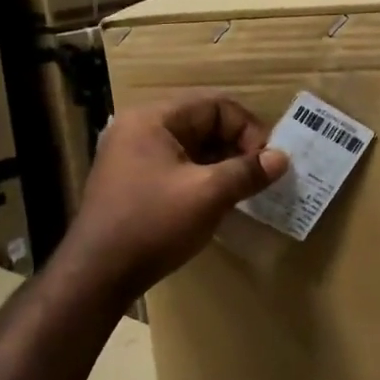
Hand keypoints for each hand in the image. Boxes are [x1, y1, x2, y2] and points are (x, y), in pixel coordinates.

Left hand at [63, 93, 287, 299]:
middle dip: (236, 147)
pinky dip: (201, 178)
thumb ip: (247, 172)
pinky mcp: (131, 182)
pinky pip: (176, 168)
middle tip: (260, 177)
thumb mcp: (207, 195)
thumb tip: (281, 158)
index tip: (267, 162)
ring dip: (221, 165)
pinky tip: (218, 202)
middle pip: (202, 123)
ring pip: (190, 148)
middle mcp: (139, 129)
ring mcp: (131, 156)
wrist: (97, 274)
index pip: (214, 106)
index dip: (247, 129)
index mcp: (153, 120)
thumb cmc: (153, 225)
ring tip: (244, 191)